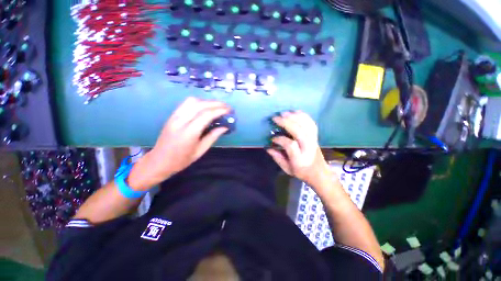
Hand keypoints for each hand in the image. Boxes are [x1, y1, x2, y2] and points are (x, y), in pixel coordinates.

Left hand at [127, 97, 230, 189]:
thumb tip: (225, 127)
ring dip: (207, 101)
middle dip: (216, 104)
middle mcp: (180, 121)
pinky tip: (205, 107)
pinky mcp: (172, 115)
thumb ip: (213, 136)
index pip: (206, 115)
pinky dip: (198, 102)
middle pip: (200, 105)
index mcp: (189, 132)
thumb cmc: (181, 160)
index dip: (220, 110)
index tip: (229, 110)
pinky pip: (186, 104)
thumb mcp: (200, 151)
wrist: (159, 161)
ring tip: (217, 107)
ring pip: (192, 101)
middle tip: (227, 107)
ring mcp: (174, 116)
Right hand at [267, 111, 330, 186]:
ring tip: (284, 113)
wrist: (319, 172)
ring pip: (306, 125)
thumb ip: (277, 158)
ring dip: (294, 117)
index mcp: (300, 158)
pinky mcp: (315, 136)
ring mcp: (313, 140)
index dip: (280, 139)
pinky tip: (295, 112)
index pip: (290, 145)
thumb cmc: (301, 171)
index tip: (272, 138)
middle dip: (286, 123)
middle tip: (275, 118)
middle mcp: (308, 147)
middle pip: (298, 131)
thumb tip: (268, 147)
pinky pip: (311, 123)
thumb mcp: (287, 168)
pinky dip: (303, 116)